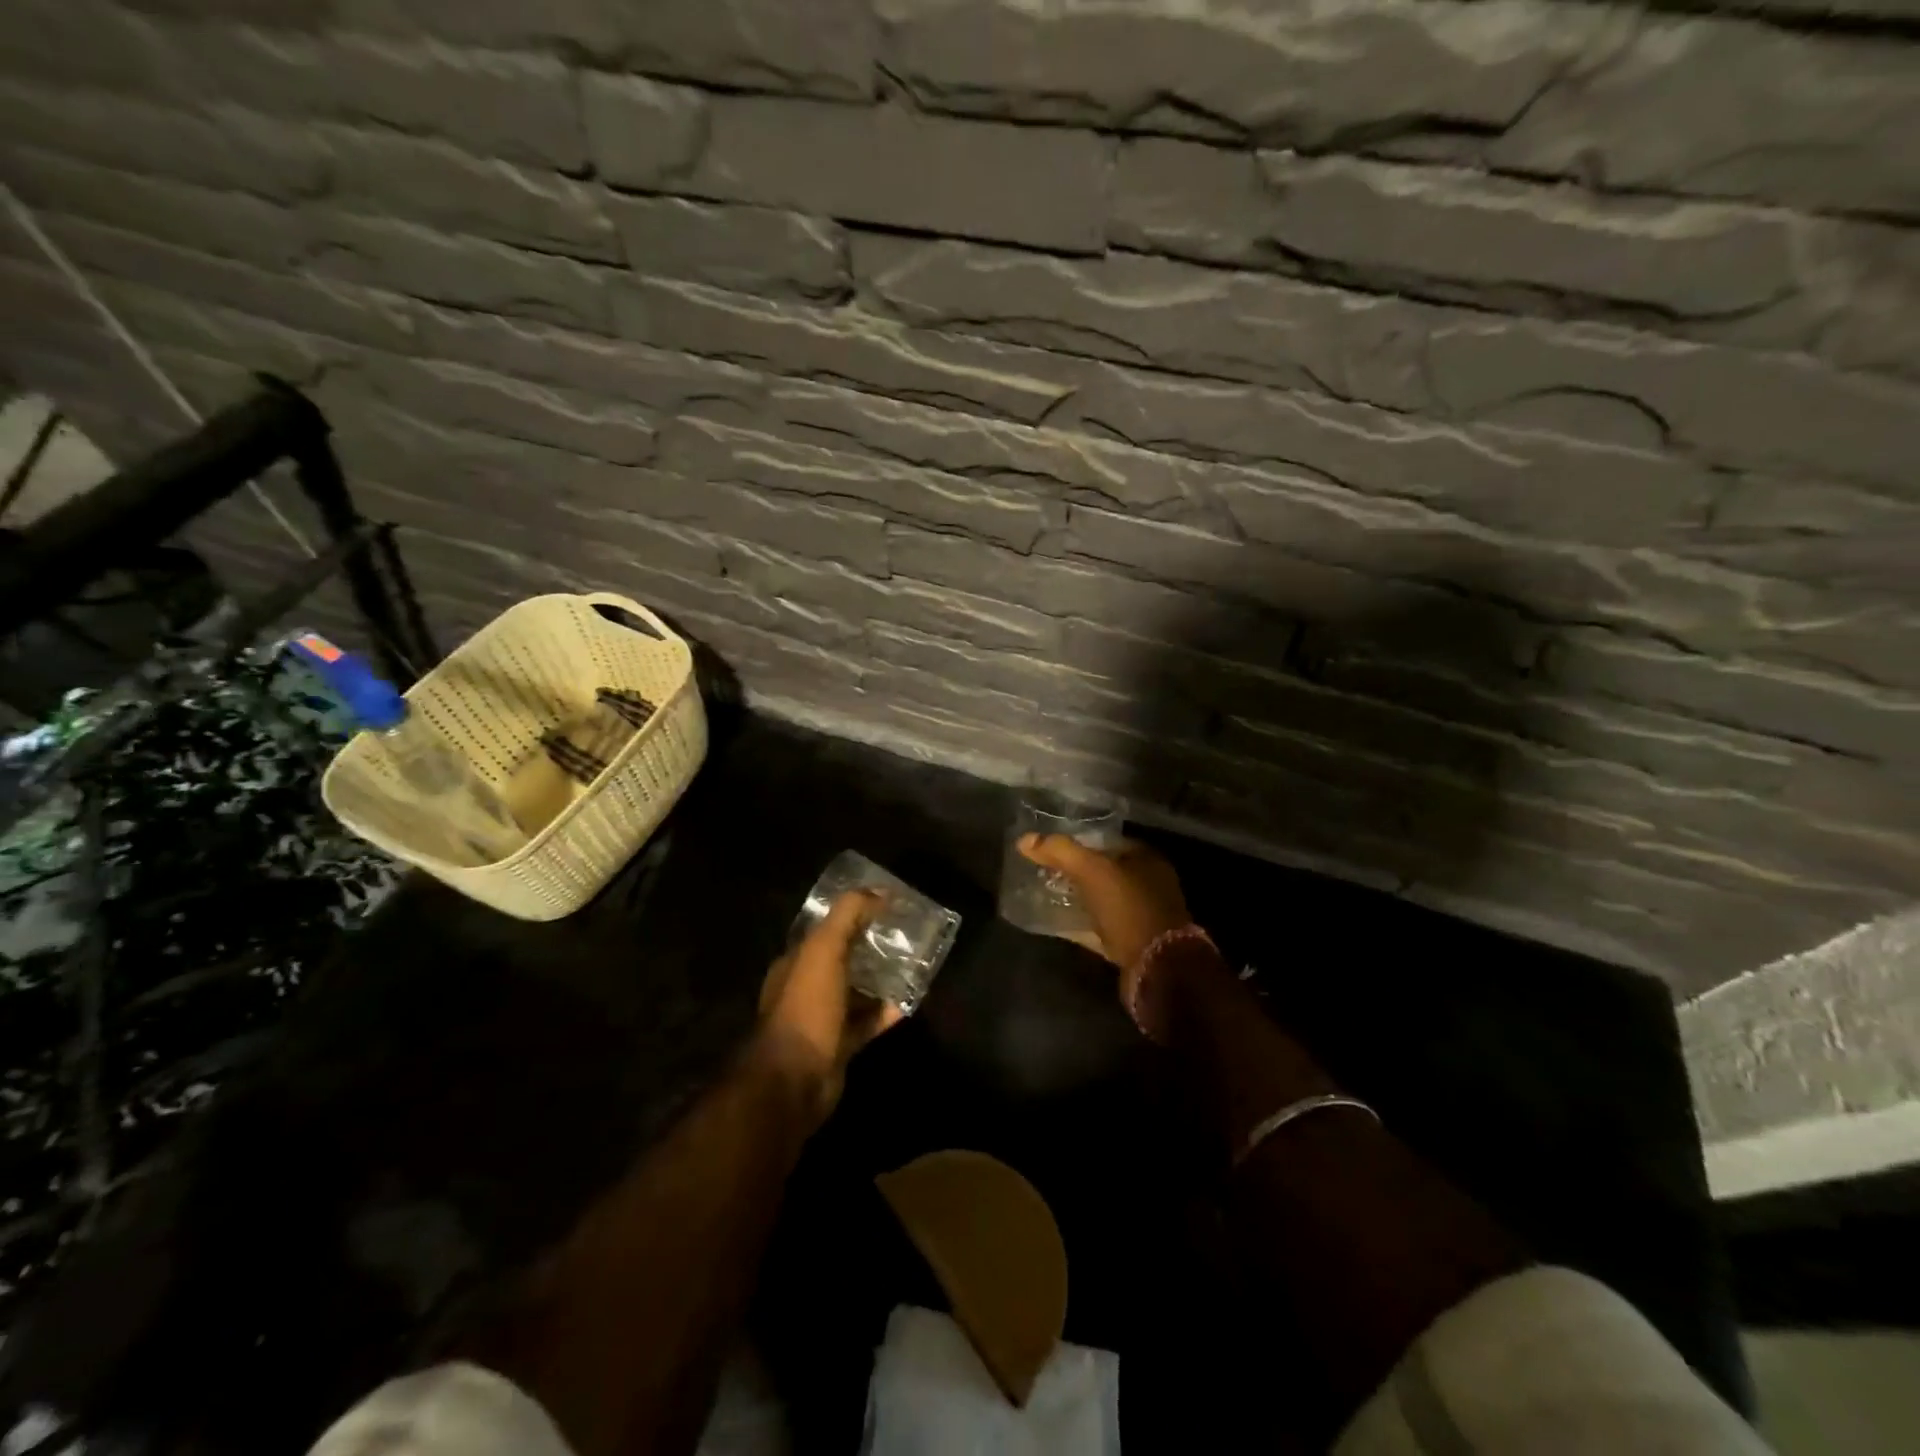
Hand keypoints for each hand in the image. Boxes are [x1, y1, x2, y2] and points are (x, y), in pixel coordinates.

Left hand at [757, 889, 903, 1122]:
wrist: (795, 1080)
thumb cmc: (807, 1007)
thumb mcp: (824, 950)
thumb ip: (848, 915)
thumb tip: (879, 891)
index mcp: (796, 961)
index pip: (827, 929)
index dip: (854, 914)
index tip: (887, 906)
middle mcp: (806, 987)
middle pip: (843, 958)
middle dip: (870, 946)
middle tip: (905, 934)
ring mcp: (822, 1018)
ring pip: (856, 991)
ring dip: (880, 979)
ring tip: (912, 965)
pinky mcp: (839, 1045)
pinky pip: (866, 1022)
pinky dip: (885, 1012)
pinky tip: (908, 1002)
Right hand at [1018, 834, 1191, 991]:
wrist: (1158, 967)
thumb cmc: (1130, 908)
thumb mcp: (1092, 871)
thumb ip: (1060, 851)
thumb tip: (1025, 839)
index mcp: (1147, 860)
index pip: (1108, 842)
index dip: (1080, 842)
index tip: (1052, 848)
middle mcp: (1149, 884)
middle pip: (1105, 872)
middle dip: (1077, 872)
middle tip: (1045, 872)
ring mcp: (1143, 916)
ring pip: (1103, 900)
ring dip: (1079, 898)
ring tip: (1047, 894)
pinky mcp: (1133, 943)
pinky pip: (1101, 927)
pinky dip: (1081, 924)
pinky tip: (1057, 923)